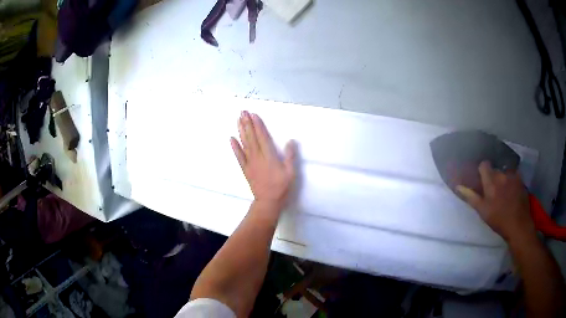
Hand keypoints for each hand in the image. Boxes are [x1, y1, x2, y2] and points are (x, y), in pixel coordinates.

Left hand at [230, 111, 296, 209]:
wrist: (268, 202)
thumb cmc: (281, 187)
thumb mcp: (291, 172)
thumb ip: (290, 156)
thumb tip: (290, 141)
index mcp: (269, 157)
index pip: (262, 137)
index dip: (258, 125)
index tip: (253, 114)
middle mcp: (258, 157)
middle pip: (251, 137)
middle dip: (247, 123)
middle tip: (243, 112)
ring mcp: (250, 163)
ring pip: (244, 144)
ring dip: (241, 131)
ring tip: (238, 120)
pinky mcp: (245, 169)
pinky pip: (239, 156)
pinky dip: (235, 147)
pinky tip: (231, 138)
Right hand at [456, 161, 535, 241]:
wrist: (518, 225)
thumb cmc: (498, 220)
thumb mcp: (483, 211)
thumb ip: (471, 197)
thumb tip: (458, 186)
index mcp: (491, 181)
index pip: (484, 165)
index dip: (482, 171)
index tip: (482, 180)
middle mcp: (502, 174)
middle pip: (495, 170)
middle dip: (493, 177)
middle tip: (493, 191)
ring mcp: (513, 176)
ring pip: (504, 173)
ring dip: (502, 179)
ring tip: (504, 192)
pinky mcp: (520, 180)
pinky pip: (513, 176)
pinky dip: (511, 182)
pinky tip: (512, 193)